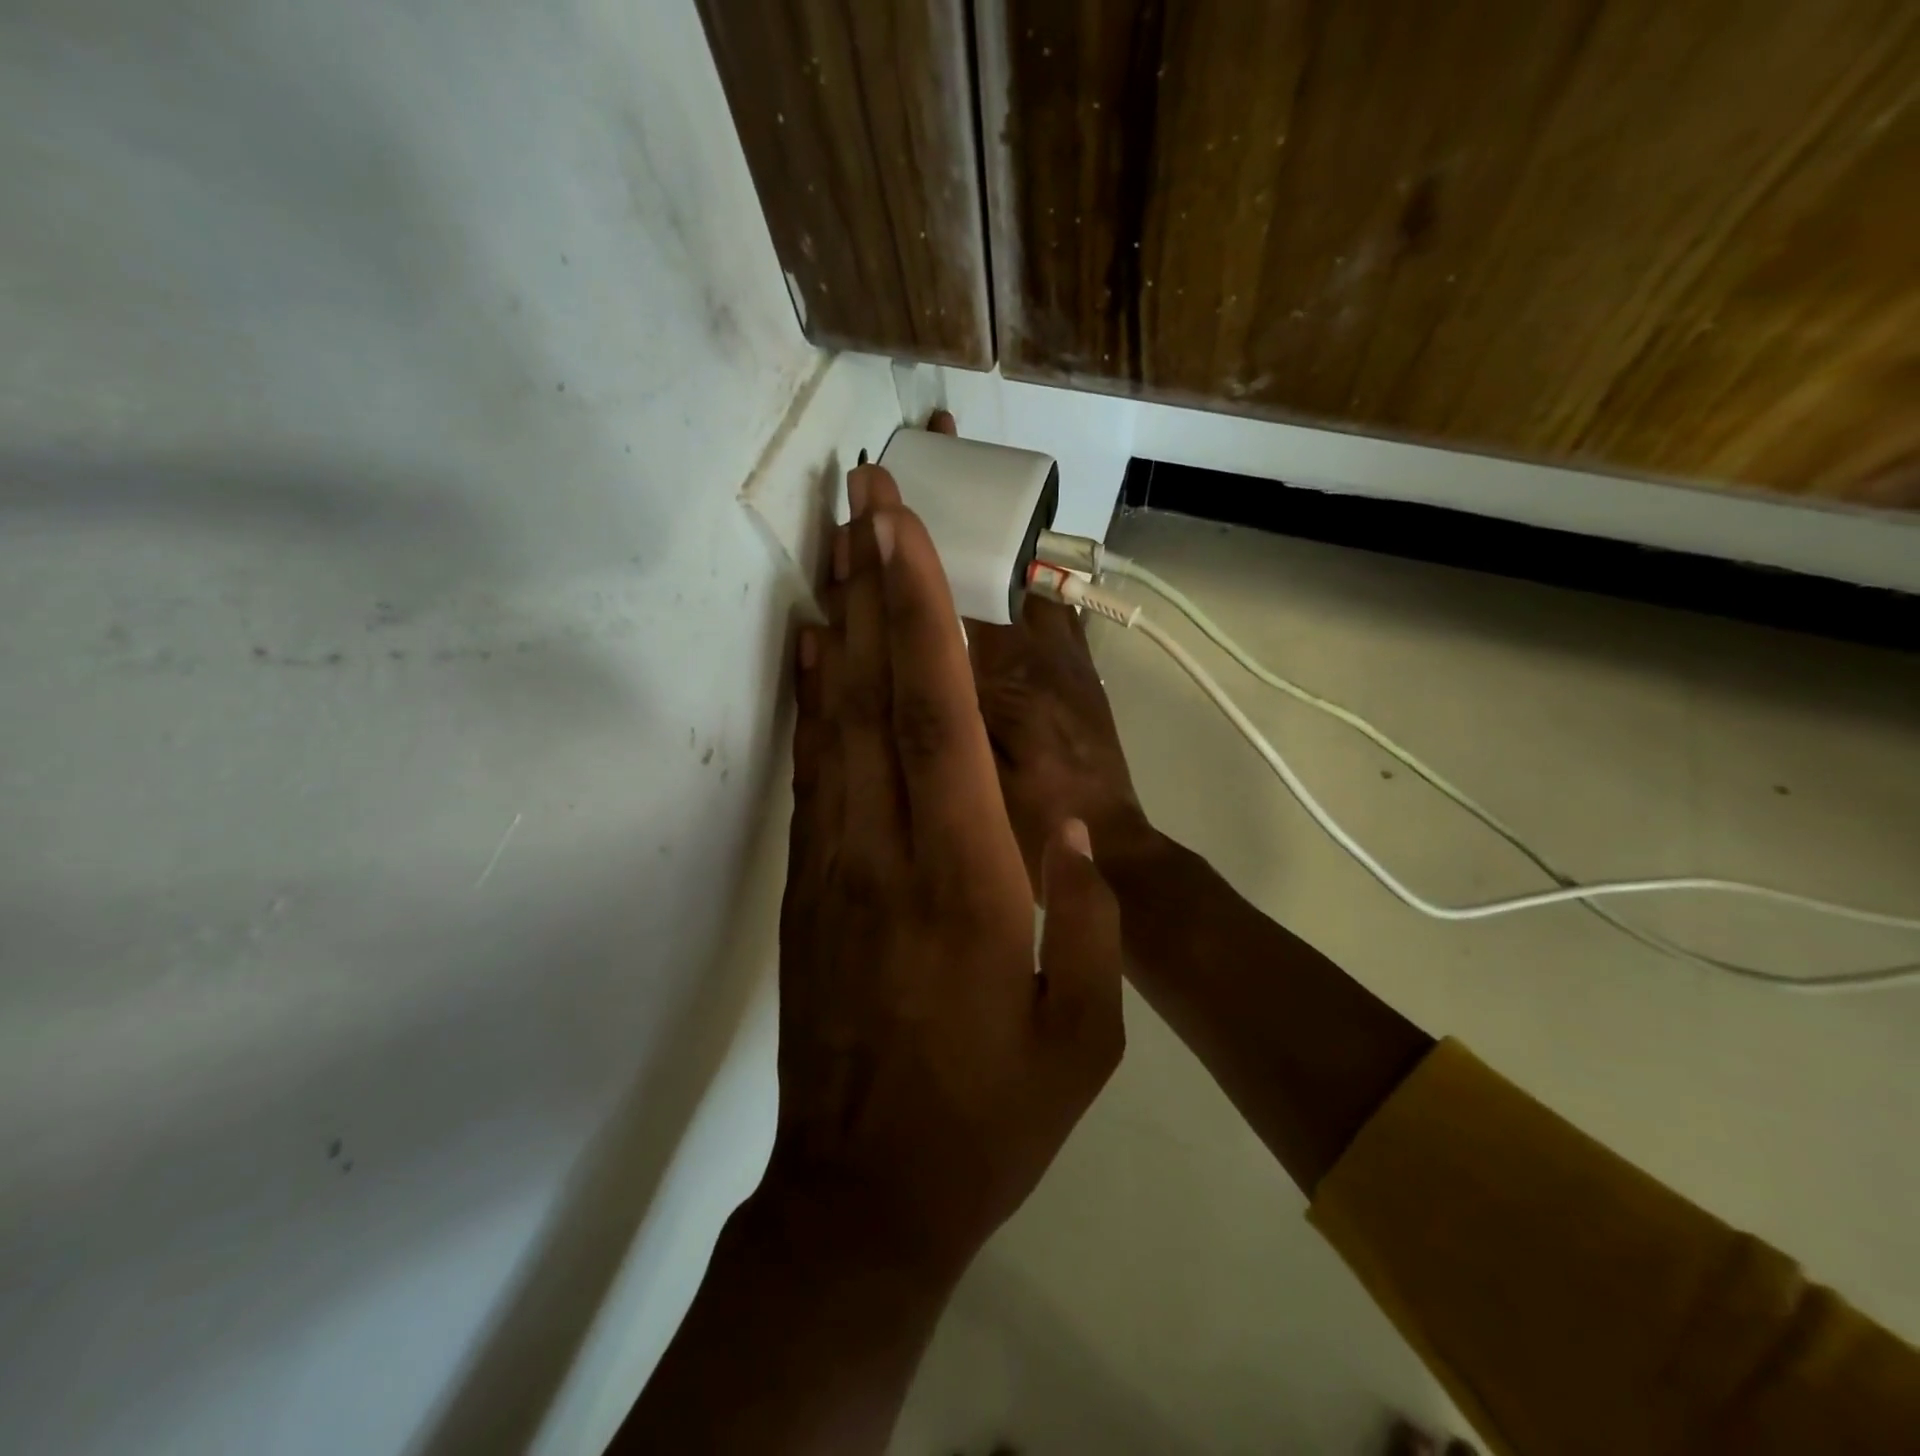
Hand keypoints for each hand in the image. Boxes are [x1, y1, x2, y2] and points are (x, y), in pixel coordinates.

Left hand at [768, 455, 1126, 1285]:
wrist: (864, 1197)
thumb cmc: (990, 1120)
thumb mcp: (1086, 1039)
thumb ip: (1089, 923)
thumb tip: (1074, 824)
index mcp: (968, 881)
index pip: (939, 716)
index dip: (918, 612)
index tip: (901, 528)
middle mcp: (887, 851)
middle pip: (871, 692)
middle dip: (867, 582)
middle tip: (859, 492)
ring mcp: (832, 865)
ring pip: (830, 719)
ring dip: (835, 622)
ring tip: (835, 541)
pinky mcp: (805, 885)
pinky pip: (809, 770)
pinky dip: (809, 696)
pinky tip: (809, 648)